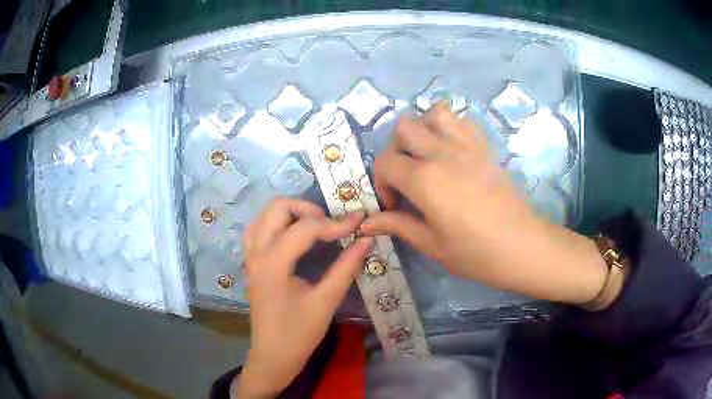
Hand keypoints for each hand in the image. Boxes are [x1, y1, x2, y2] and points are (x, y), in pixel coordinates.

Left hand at [238, 199, 372, 397]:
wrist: (273, 356)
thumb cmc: (298, 334)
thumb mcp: (326, 302)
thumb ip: (346, 268)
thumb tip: (366, 240)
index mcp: (273, 264)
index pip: (305, 228)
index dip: (335, 223)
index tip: (359, 222)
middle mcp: (257, 253)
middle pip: (277, 208)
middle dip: (308, 209)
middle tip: (331, 225)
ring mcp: (250, 257)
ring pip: (265, 215)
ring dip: (291, 212)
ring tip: (315, 226)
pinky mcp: (252, 263)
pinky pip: (259, 229)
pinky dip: (277, 223)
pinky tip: (293, 235)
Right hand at [361, 104, 608, 305]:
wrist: (522, 245)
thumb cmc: (476, 252)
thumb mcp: (432, 244)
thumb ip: (398, 225)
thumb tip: (367, 223)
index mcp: (424, 179)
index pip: (385, 162)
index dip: (382, 183)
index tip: (394, 205)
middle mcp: (442, 152)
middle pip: (403, 128)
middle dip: (396, 150)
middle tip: (406, 176)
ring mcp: (466, 144)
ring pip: (434, 113)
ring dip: (423, 128)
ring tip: (426, 154)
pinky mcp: (485, 146)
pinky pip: (462, 120)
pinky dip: (449, 127)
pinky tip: (451, 151)